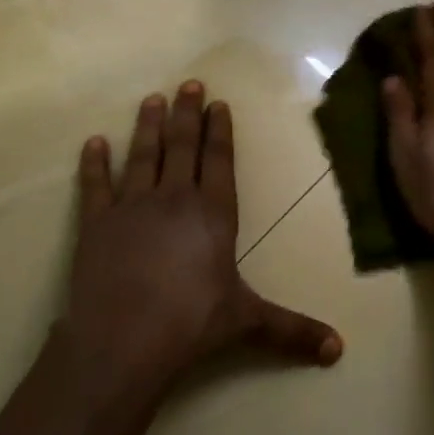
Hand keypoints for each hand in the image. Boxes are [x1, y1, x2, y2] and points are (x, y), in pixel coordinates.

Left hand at [61, 81, 342, 393]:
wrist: (124, 339)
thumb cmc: (192, 323)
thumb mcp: (247, 321)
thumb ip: (292, 330)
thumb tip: (339, 350)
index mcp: (213, 214)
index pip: (219, 161)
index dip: (219, 131)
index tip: (217, 103)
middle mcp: (174, 198)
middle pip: (181, 146)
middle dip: (186, 114)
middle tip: (188, 83)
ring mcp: (132, 207)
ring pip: (142, 155)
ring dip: (147, 126)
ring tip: (152, 99)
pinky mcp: (96, 223)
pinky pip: (95, 185)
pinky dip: (94, 163)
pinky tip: (94, 143)